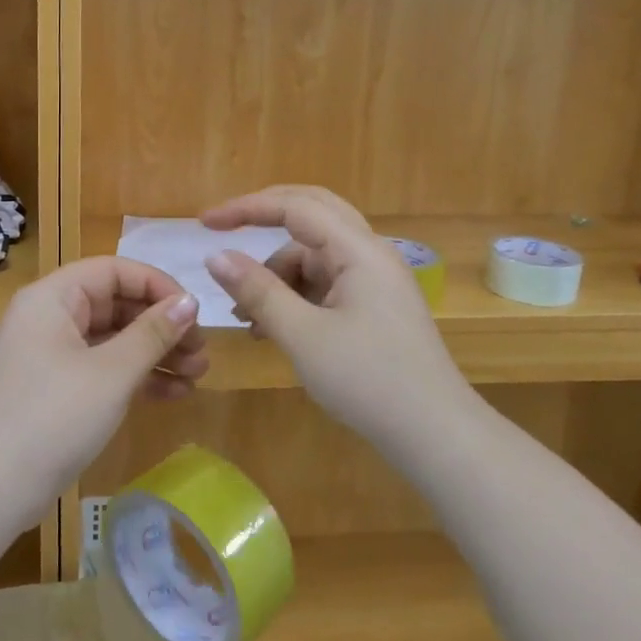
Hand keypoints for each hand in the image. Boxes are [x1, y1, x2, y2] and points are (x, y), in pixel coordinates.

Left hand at [0, 257, 207, 531]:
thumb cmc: (54, 418)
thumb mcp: (111, 373)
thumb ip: (153, 333)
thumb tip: (189, 301)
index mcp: (53, 298)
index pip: (113, 271)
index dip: (157, 286)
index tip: (195, 312)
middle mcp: (49, 317)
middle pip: (115, 304)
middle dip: (162, 326)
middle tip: (202, 351)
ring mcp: (51, 355)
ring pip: (113, 339)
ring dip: (156, 354)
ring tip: (198, 375)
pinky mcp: (56, 389)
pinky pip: (103, 368)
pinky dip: (136, 377)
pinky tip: (175, 394)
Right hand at [202, 185, 462, 448]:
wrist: (435, 434)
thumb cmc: (368, 381)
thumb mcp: (303, 336)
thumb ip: (258, 291)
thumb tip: (215, 256)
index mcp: (359, 250)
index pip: (295, 206)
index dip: (247, 208)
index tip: (204, 223)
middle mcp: (370, 254)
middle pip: (310, 216)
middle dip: (264, 222)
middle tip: (223, 234)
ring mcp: (375, 281)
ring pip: (314, 256)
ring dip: (276, 276)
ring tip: (245, 319)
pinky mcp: (373, 307)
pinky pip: (325, 284)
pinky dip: (295, 297)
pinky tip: (272, 330)